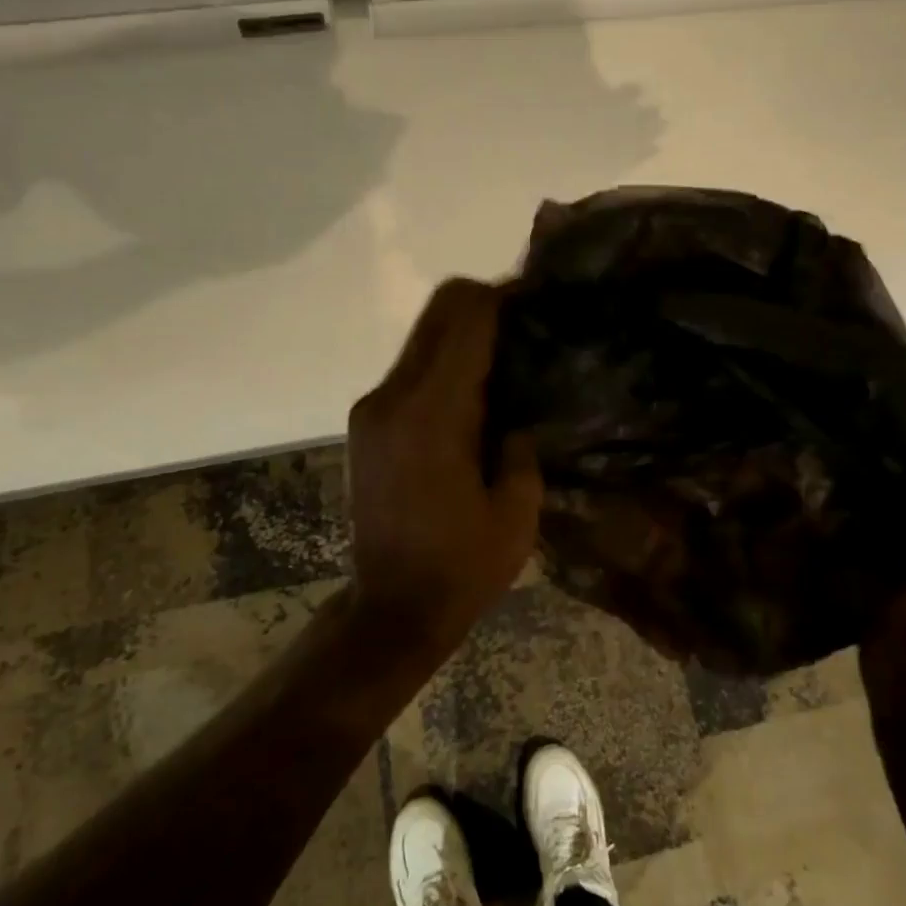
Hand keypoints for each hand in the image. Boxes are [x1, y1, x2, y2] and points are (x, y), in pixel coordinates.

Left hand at [346, 279, 543, 647]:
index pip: (466, 319)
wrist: (391, 608)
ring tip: (507, 356)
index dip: (504, 296)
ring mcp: (372, 408)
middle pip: (438, 312)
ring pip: (422, 337)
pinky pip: (411, 369)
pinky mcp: (365, 423)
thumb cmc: (463, 567)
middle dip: (484, 303)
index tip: (539, 299)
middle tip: (528, 321)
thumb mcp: (517, 510)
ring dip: (463, 334)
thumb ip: (521, 441)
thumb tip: (516, 404)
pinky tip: (474, 392)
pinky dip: (445, 362)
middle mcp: (392, 397)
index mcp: (433, 414)